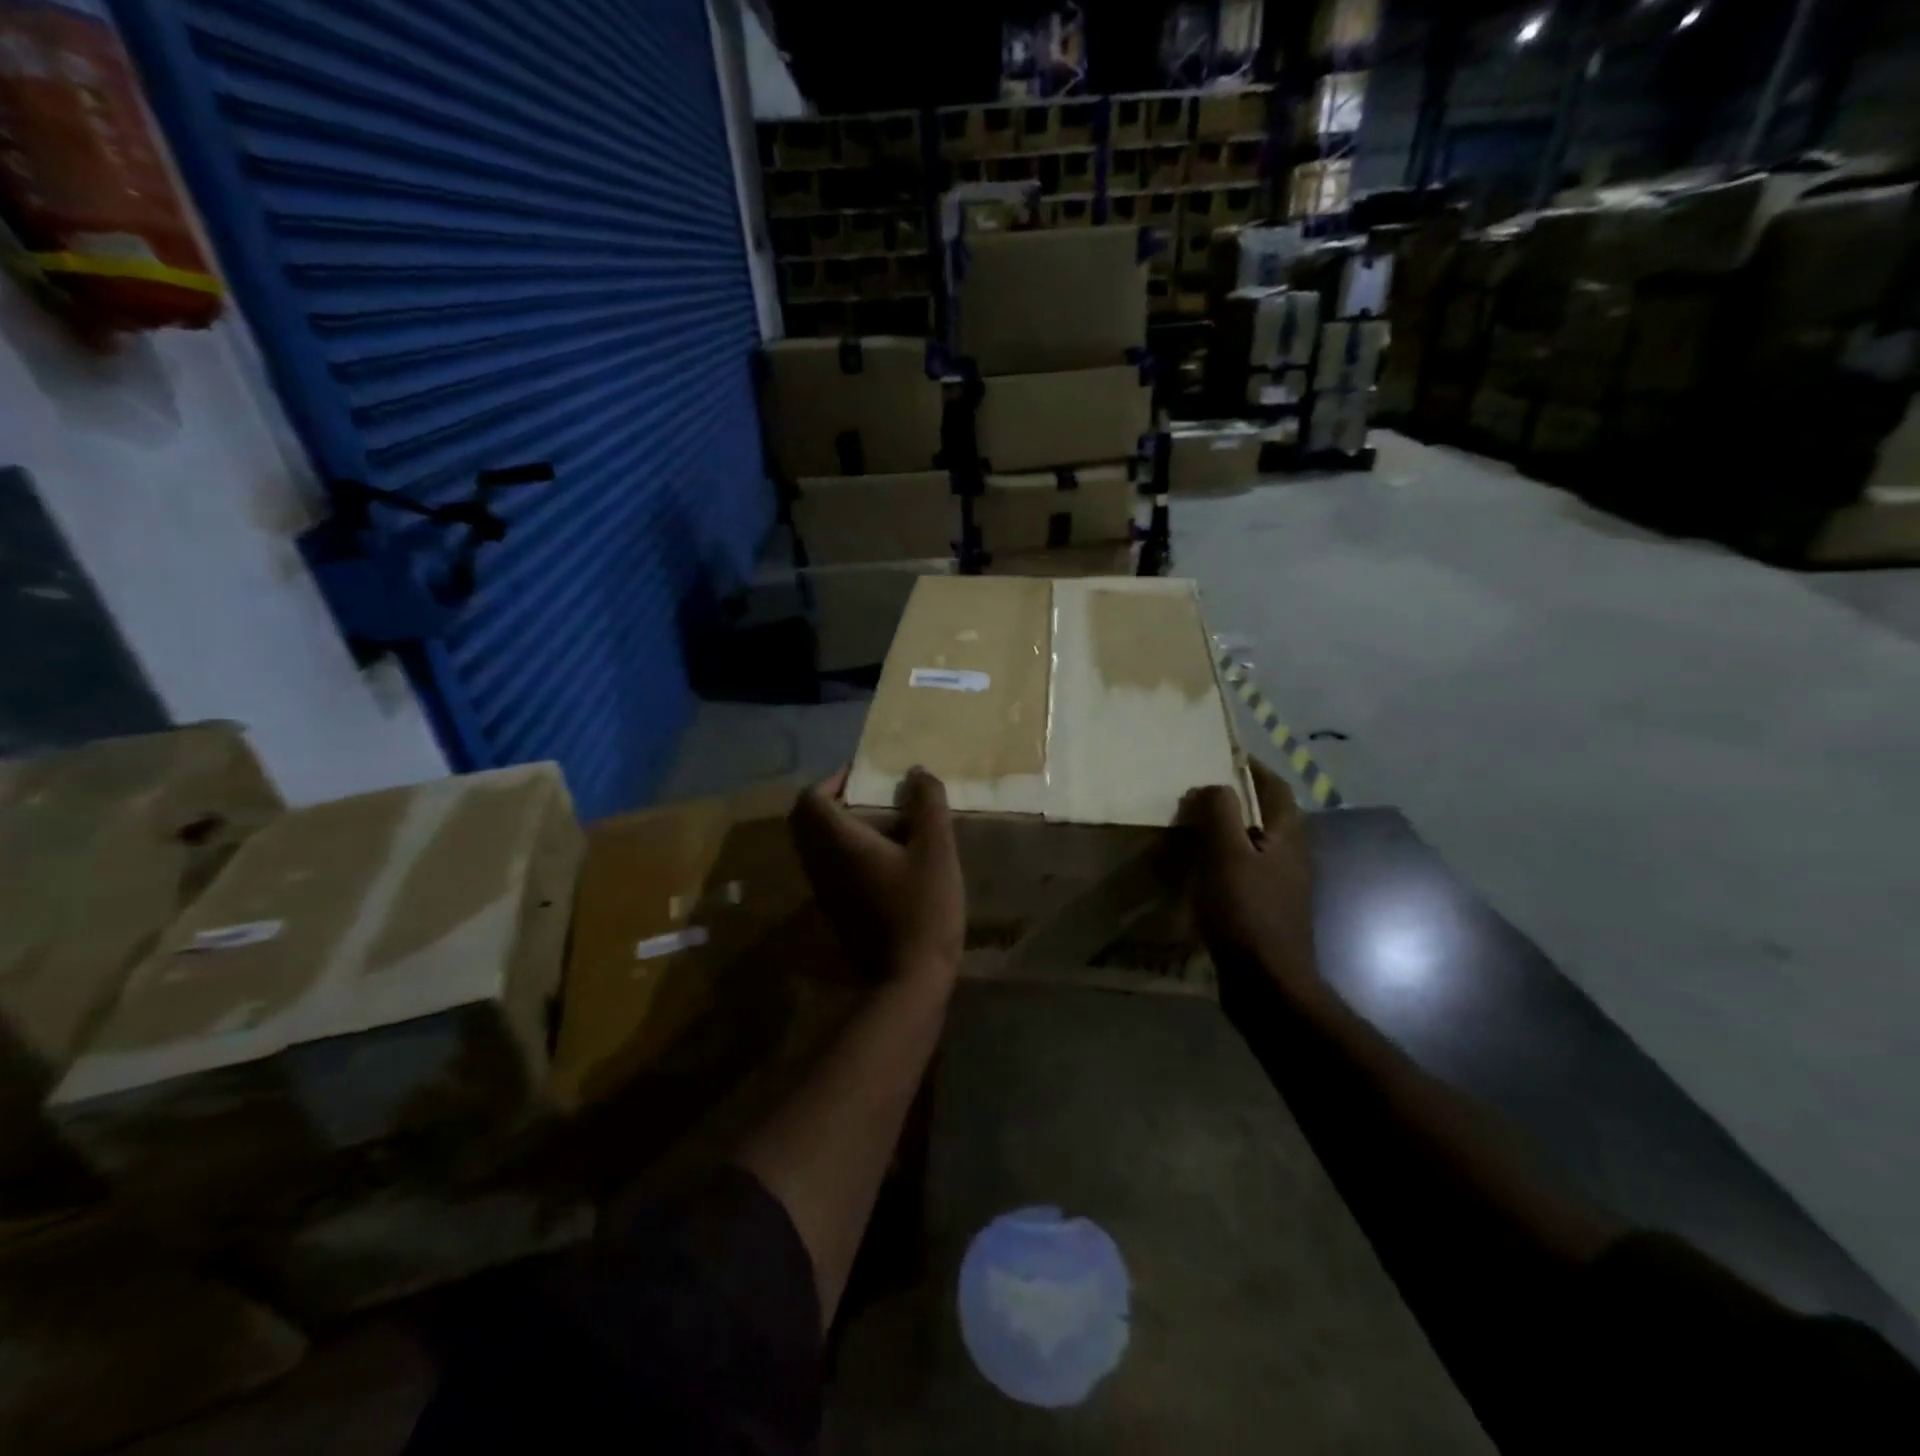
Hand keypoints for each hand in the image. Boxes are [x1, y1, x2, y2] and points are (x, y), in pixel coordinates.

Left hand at [790, 766, 965, 984]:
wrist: (910, 977)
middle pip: (806, 821)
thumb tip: (917, 773)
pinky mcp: (834, 909)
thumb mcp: (937, 850)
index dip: (833, 780)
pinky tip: (884, 856)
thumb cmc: (923, 908)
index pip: (810, 799)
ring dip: (839, 825)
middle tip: (869, 796)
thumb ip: (927, 805)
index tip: (863, 776)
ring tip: (882, 823)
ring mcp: (824, 890)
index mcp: (839, 843)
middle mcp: (821, 864)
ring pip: (815, 845)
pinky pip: (827, 865)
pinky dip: (844, 849)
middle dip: (832, 800)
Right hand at [1179, 759, 1317, 994]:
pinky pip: (1245, 875)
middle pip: (1268, 818)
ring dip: (1229, 834)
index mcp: (1287, 838)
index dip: (1255, 770)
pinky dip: (1224, 865)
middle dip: (1238, 802)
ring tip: (1193, 831)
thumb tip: (1214, 787)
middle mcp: (1292, 859)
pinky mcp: (1267, 914)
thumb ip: (1219, 813)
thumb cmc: (1246, 912)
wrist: (1267, 984)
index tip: (1227, 758)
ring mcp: (1282, 889)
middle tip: (1199, 795)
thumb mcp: (1226, 854)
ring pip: (1255, 848)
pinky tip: (1200, 874)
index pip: (1278, 789)